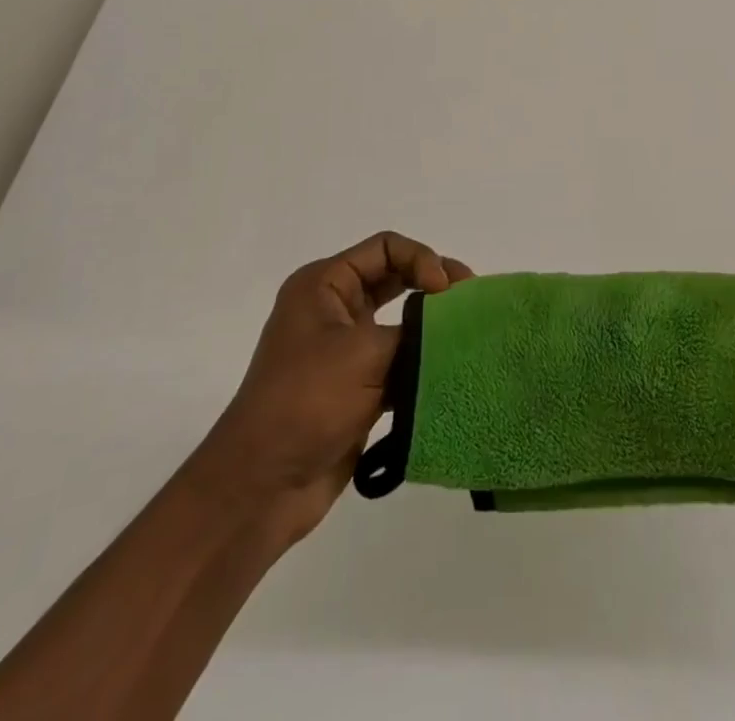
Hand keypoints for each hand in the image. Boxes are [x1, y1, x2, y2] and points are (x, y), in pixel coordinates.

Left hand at [201, 232, 472, 545]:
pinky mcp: (356, 386)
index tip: (446, 291)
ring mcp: (344, 348)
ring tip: (469, 336)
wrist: (262, 486)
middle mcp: (333, 308)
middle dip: (435, 285)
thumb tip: (458, 326)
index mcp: (324, 284)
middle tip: (473, 301)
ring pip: (400, 320)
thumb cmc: (307, 401)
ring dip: (432, 326)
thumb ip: (417, 331)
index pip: (386, 248)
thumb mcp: (365, 354)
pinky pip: (398, 360)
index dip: (422, 259)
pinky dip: (423, 362)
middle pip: (395, 277)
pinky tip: (451, 372)